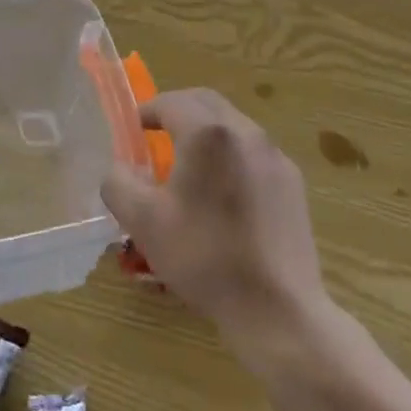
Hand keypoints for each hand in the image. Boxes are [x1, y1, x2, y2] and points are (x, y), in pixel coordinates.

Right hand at [102, 89, 326, 344]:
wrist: (278, 308)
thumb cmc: (204, 257)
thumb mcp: (143, 222)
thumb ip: (118, 184)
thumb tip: (119, 169)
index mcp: (207, 134)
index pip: (171, 102)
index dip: (148, 110)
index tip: (133, 129)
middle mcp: (245, 132)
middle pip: (206, 102)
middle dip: (178, 111)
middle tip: (157, 134)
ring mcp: (275, 156)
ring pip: (233, 125)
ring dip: (206, 133)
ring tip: (189, 165)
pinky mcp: (293, 182)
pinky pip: (254, 152)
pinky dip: (231, 155)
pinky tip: (224, 194)